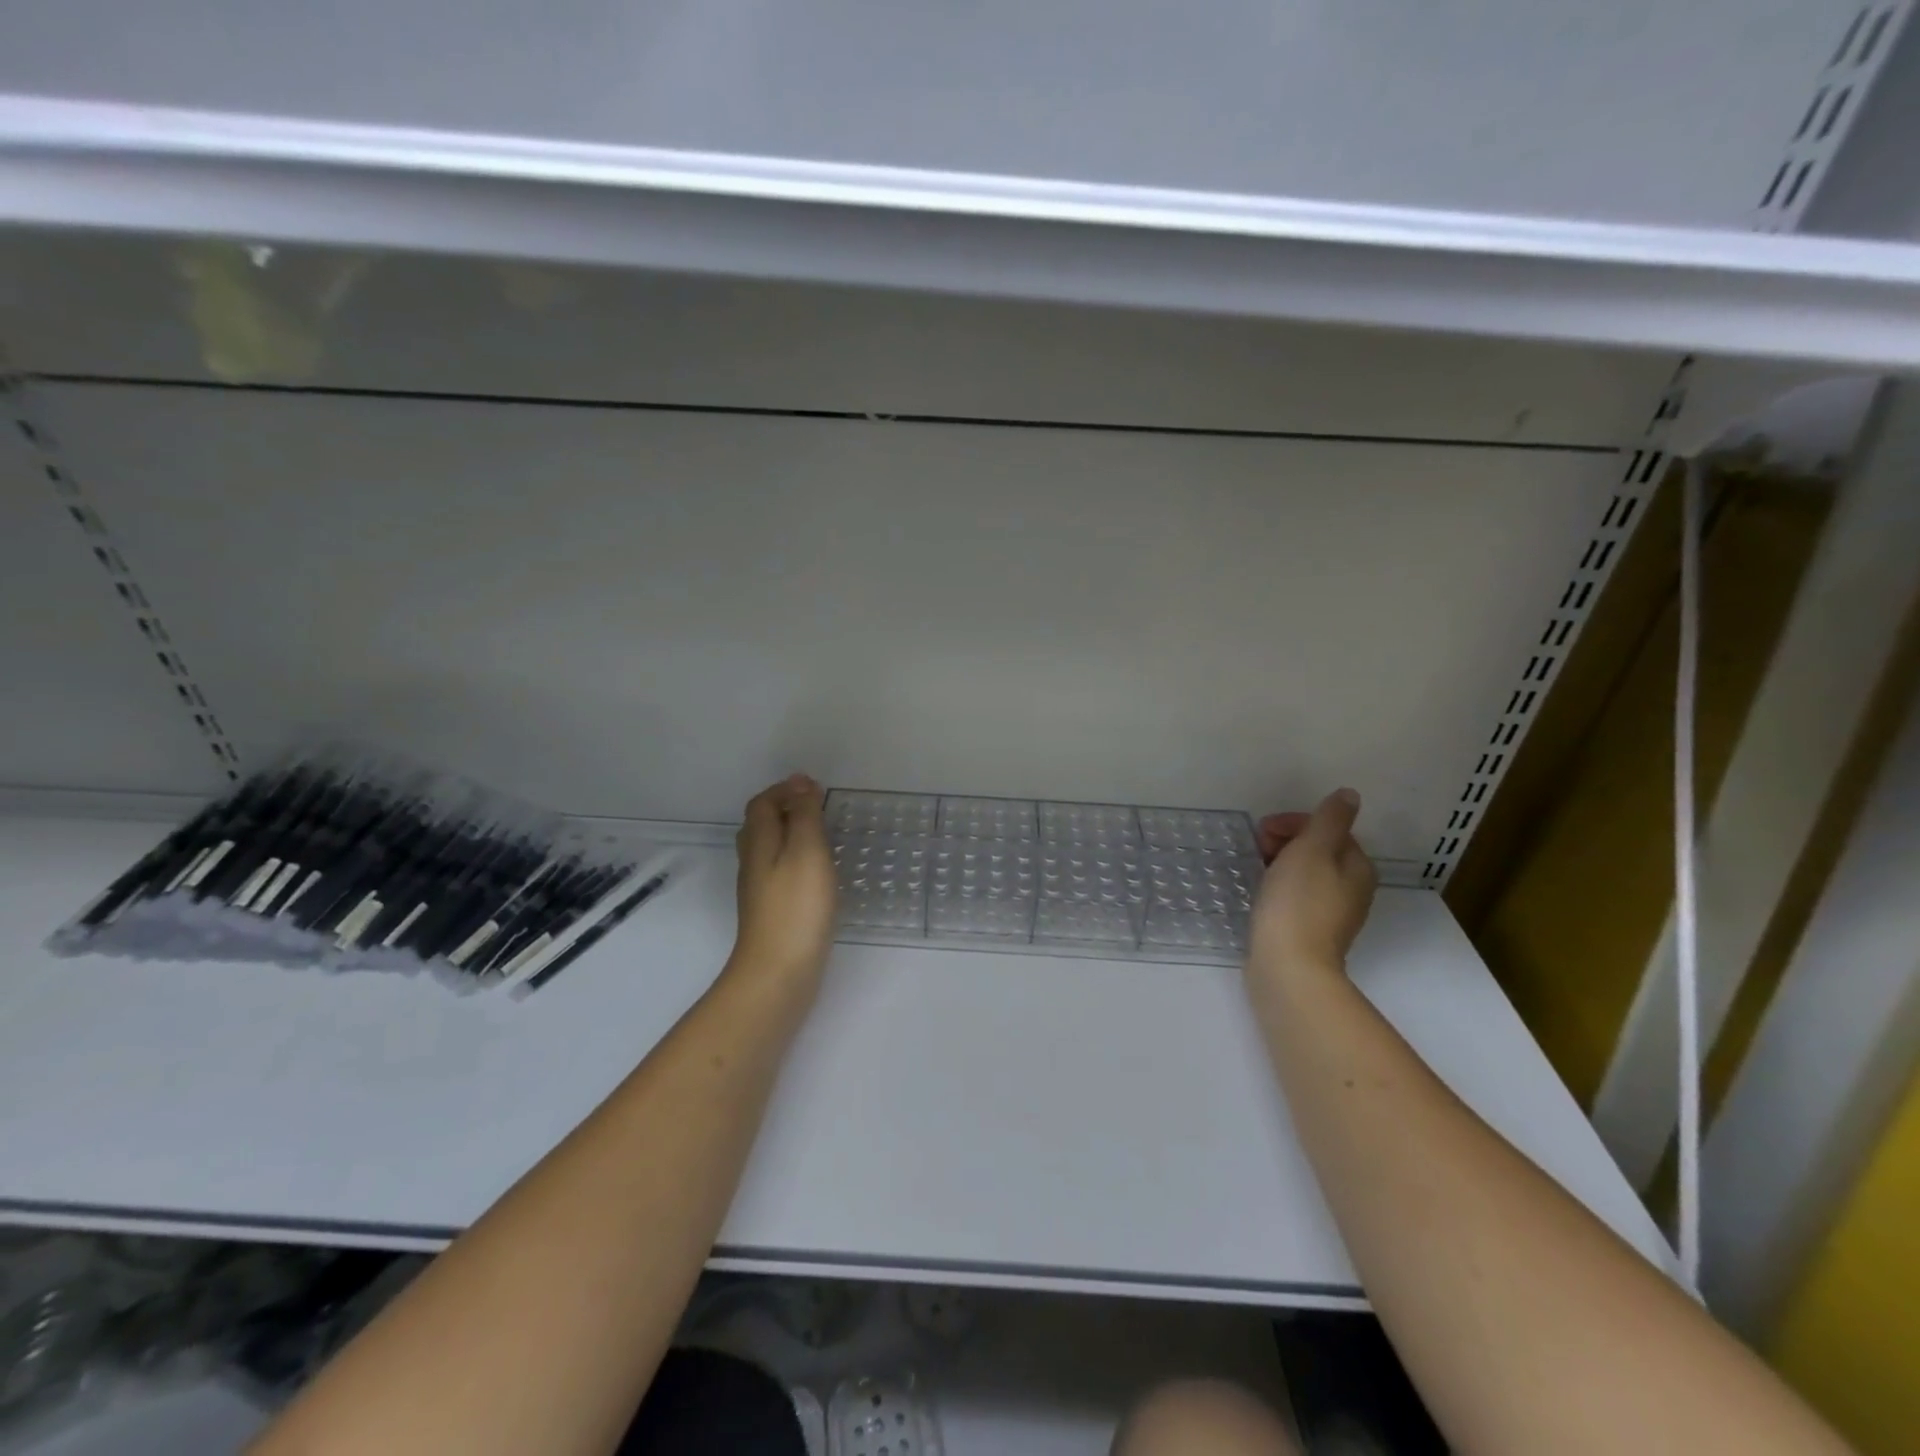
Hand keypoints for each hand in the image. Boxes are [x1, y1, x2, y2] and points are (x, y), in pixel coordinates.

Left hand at [728, 775, 837, 990]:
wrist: (778, 973)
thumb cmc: (796, 906)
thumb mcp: (806, 851)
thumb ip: (804, 816)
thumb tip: (800, 783)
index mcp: (759, 842)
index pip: (762, 804)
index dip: (784, 790)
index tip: (814, 788)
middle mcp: (753, 862)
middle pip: (760, 825)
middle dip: (785, 808)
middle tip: (818, 807)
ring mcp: (760, 890)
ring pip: (769, 849)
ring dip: (791, 833)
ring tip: (821, 834)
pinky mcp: (772, 911)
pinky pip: (780, 872)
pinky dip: (796, 859)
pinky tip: (817, 873)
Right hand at [1248, 788, 1377, 985]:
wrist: (1288, 967)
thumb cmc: (1298, 903)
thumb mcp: (1312, 850)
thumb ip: (1330, 819)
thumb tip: (1349, 795)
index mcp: (1357, 867)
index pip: (1330, 829)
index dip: (1295, 823)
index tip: (1263, 831)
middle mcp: (1352, 889)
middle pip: (1319, 850)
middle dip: (1286, 841)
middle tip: (1257, 847)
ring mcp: (1332, 913)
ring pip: (1306, 873)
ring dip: (1280, 862)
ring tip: (1256, 868)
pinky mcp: (1310, 931)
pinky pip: (1296, 896)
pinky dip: (1279, 886)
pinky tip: (1262, 893)